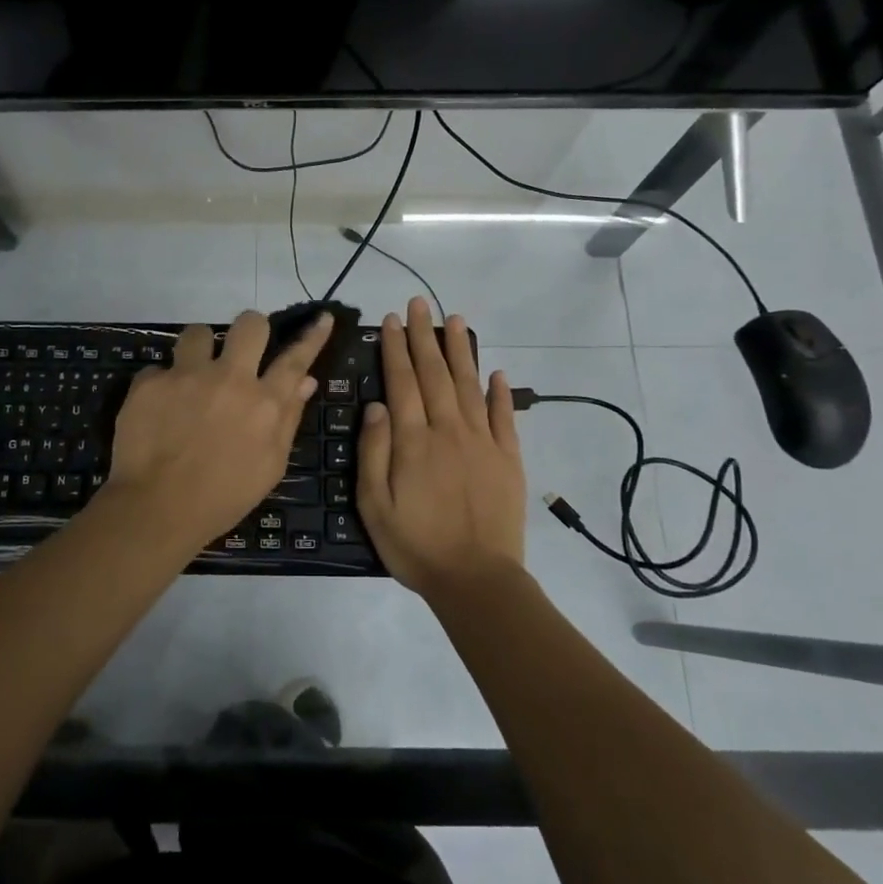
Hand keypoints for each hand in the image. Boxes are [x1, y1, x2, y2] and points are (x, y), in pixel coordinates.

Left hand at [104, 310, 331, 551]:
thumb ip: (288, 418)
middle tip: (240, 351)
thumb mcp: (270, 466)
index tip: (322, 317)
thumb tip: (306, 381)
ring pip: (198, 332)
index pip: (295, 359)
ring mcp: (187, 375)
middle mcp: (229, 378)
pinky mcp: (150, 382)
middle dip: (249, 330)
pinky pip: (159, 368)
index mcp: (264, 403)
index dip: (312, 336)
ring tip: (192, 375)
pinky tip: (158, 410)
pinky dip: (162, 385)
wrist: (156, 510)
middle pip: (249, 324)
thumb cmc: (222, 497)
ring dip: (199, 350)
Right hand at [357, 298, 526, 599]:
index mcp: (414, 441)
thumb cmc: (416, 545)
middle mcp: (449, 431)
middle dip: (425, 336)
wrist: (477, 580)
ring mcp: (483, 443)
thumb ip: (374, 453)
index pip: (403, 383)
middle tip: (420, 303)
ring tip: (456, 320)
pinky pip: (505, 418)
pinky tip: (498, 372)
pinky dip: (502, 393)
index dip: (397, 349)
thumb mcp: (375, 506)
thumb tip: (376, 406)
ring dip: (461, 351)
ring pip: (470, 386)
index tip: (393, 321)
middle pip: (435, 374)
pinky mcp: (509, 459)